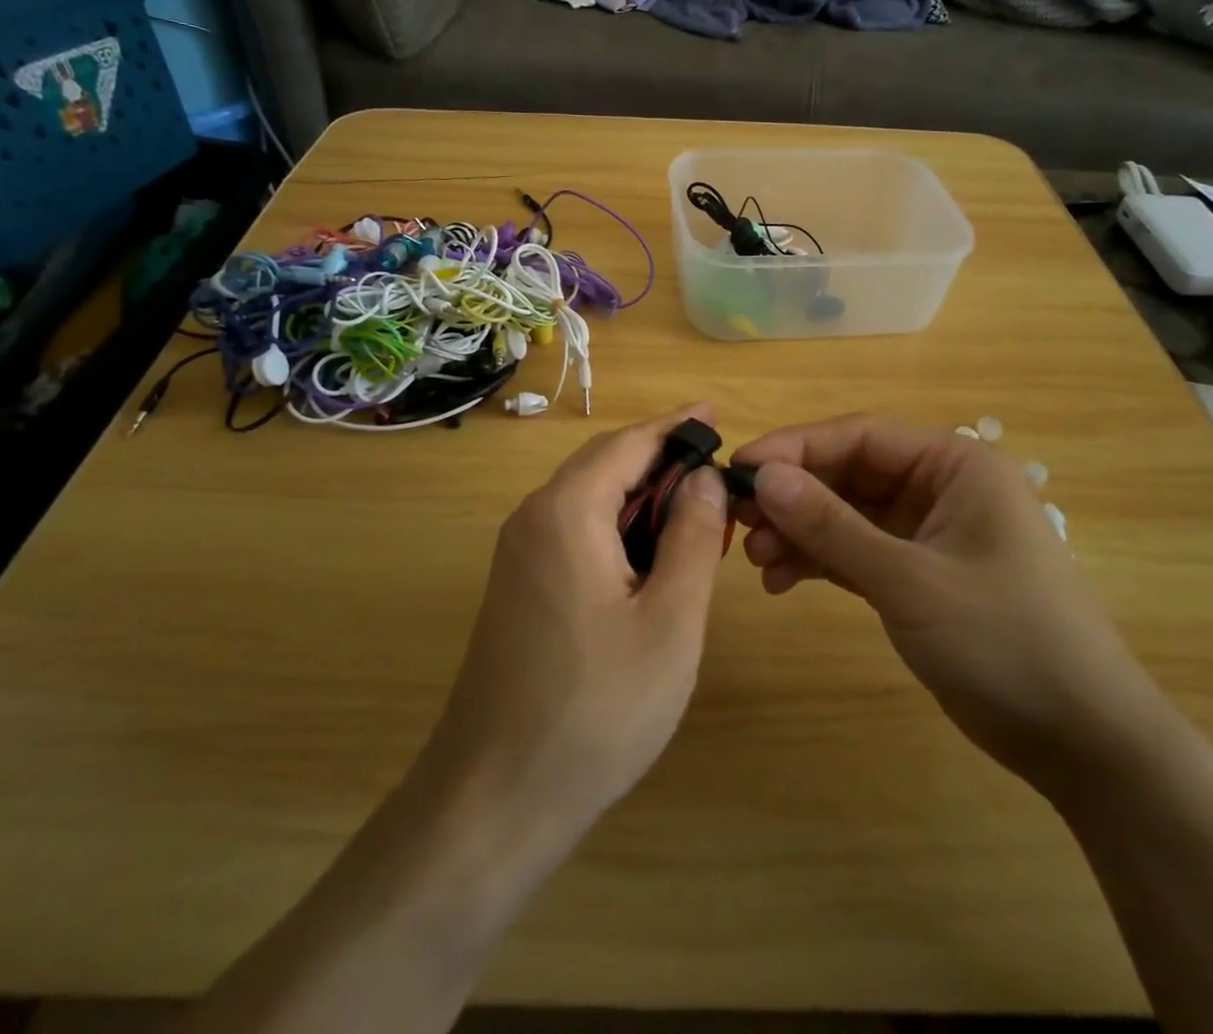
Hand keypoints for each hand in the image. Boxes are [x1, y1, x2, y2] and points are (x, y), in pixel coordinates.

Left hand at [418, 405, 730, 849]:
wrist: (494, 800)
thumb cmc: (596, 708)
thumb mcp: (669, 621)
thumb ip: (691, 537)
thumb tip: (701, 476)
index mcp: (566, 511)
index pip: (628, 443)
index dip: (676, 426)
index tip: (716, 414)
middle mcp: (533, 518)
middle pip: (604, 465)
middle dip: (662, 463)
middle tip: (718, 477)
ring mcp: (519, 555)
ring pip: (589, 501)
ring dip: (642, 500)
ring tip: (697, 518)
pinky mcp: (519, 588)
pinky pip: (575, 534)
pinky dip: (619, 531)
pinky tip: (651, 562)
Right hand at [734, 415, 1168, 794]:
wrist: (1083, 743)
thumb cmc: (1004, 640)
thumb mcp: (908, 579)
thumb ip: (831, 525)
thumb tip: (762, 476)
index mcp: (955, 464)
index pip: (859, 436)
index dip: (795, 448)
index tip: (738, 468)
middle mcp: (941, 487)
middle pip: (848, 473)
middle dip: (793, 497)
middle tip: (739, 522)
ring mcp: (930, 532)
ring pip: (847, 514)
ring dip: (800, 532)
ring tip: (756, 560)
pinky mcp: (920, 574)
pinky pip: (858, 552)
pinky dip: (821, 561)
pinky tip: (781, 581)